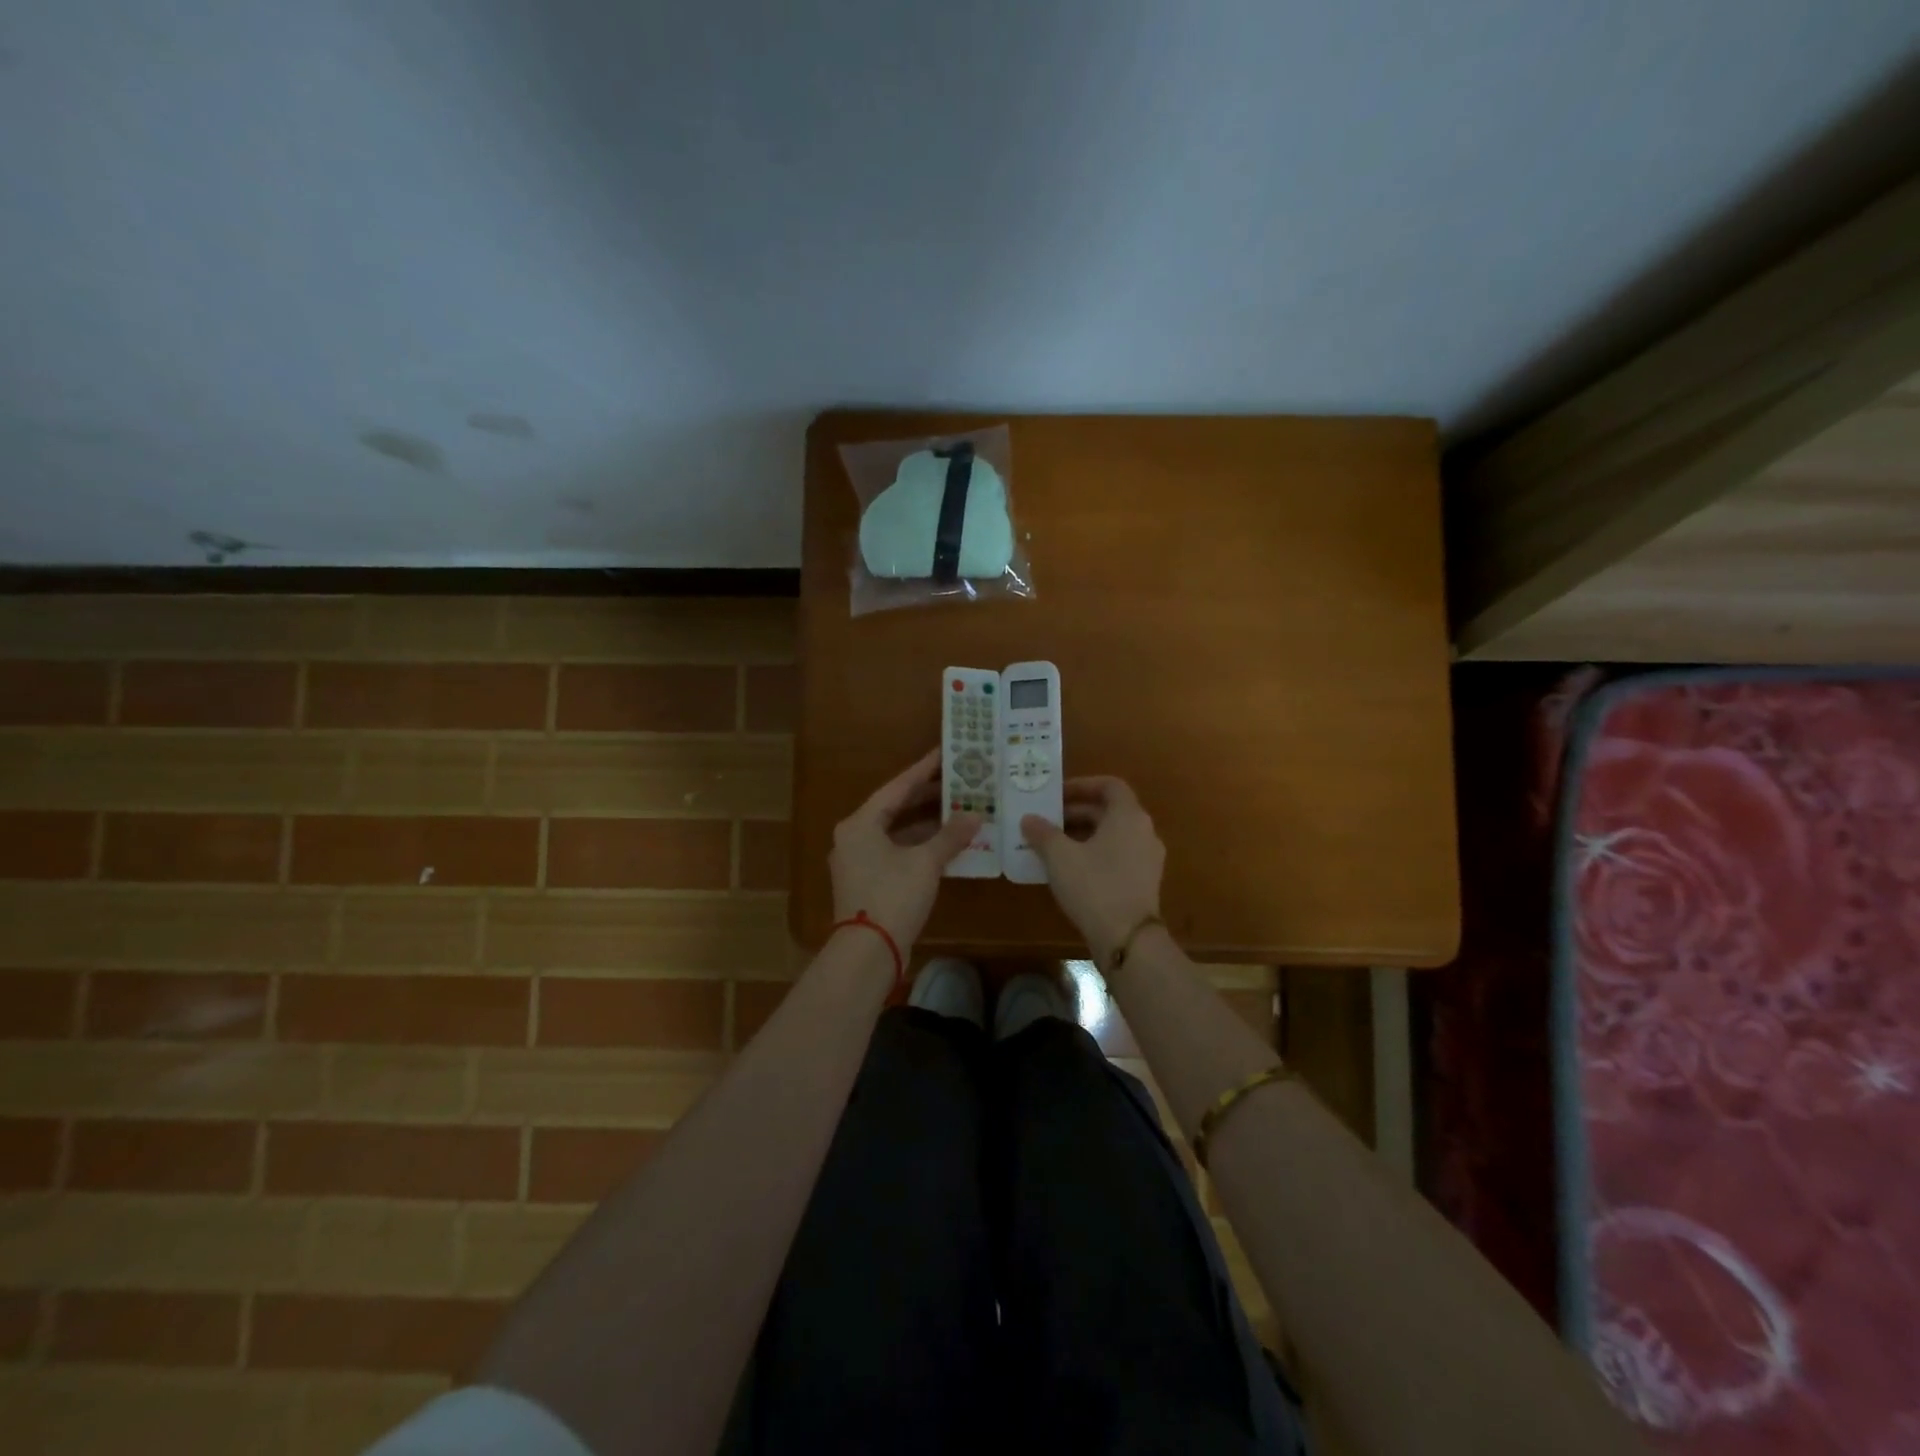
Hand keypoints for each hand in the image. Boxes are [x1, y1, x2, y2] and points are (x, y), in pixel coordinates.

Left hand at [831, 748, 979, 949]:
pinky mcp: (867, 882)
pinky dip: (919, 845)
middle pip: (894, 807)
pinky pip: (895, 852)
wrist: (867, 953)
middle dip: (927, 796)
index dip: (923, 770)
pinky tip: (945, 844)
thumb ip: (950, 835)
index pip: (897, 787)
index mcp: (860, 823)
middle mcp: (853, 836)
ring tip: (958, 809)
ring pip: (896, 831)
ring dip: (926, 823)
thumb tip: (975, 816)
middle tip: (958, 781)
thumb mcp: (925, 862)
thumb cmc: (893, 896)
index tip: (945, 753)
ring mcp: (858, 861)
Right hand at [1022, 776, 1164, 960]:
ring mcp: (1148, 858)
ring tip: (1053, 845)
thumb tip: (1029, 819)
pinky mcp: (1144, 882)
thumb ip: (1043, 833)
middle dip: (1077, 813)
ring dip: (1084, 834)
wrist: (1129, 939)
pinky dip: (1095, 853)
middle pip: (1110, 811)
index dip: (1082, 785)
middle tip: (1048, 821)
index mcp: (1128, 816)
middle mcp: (1144, 831)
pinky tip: (1070, 870)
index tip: (1057, 795)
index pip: (1110, 786)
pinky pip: (1118, 856)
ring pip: (1114, 835)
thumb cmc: (1094, 886)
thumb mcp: (1060, 857)